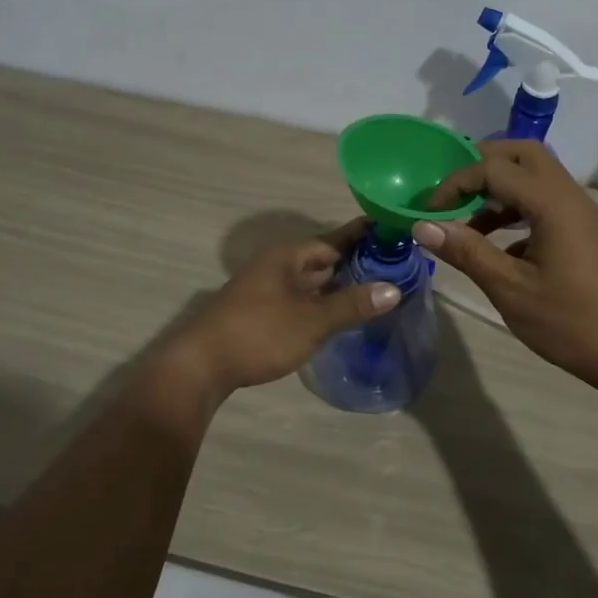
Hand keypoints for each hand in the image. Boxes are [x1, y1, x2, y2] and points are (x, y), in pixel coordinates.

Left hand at [165, 218, 401, 396]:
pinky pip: (301, 299)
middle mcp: (276, 266)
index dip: (362, 236)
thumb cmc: (259, 333)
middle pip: (322, 259)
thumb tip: (393, 289)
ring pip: (311, 281)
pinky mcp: (262, 313)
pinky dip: (322, 302)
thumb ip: (352, 304)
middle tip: (395, 264)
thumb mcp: (312, 320)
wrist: (202, 365)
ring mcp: (267, 290)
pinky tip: (339, 313)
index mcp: (287, 257)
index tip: (391, 231)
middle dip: (355, 262)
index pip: (333, 239)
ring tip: (375, 288)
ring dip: (339, 284)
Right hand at [414, 141, 597, 395]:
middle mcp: (569, 196)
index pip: (494, 169)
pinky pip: (544, 203)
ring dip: (498, 190)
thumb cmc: (570, 323)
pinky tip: (496, 247)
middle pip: (521, 155)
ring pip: (534, 178)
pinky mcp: (583, 232)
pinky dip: (515, 211)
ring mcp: (580, 213)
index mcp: (553, 203)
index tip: (427, 212)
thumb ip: (466, 251)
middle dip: (480, 165)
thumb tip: (422, 225)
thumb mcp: (509, 289)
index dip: (455, 183)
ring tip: (465, 223)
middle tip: (449, 193)